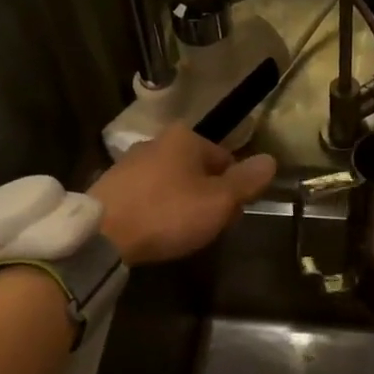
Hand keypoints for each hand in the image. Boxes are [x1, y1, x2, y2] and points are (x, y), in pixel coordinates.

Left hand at [90, 126, 276, 265]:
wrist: (103, 236)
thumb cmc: (169, 213)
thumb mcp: (219, 201)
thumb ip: (247, 181)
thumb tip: (271, 160)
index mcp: (185, 138)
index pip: (226, 159)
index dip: (234, 189)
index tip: (230, 215)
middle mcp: (156, 141)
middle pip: (198, 170)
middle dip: (208, 195)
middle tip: (208, 226)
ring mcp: (129, 162)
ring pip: (172, 182)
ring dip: (182, 203)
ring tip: (181, 232)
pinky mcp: (110, 185)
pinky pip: (147, 195)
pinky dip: (156, 209)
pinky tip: (155, 231)